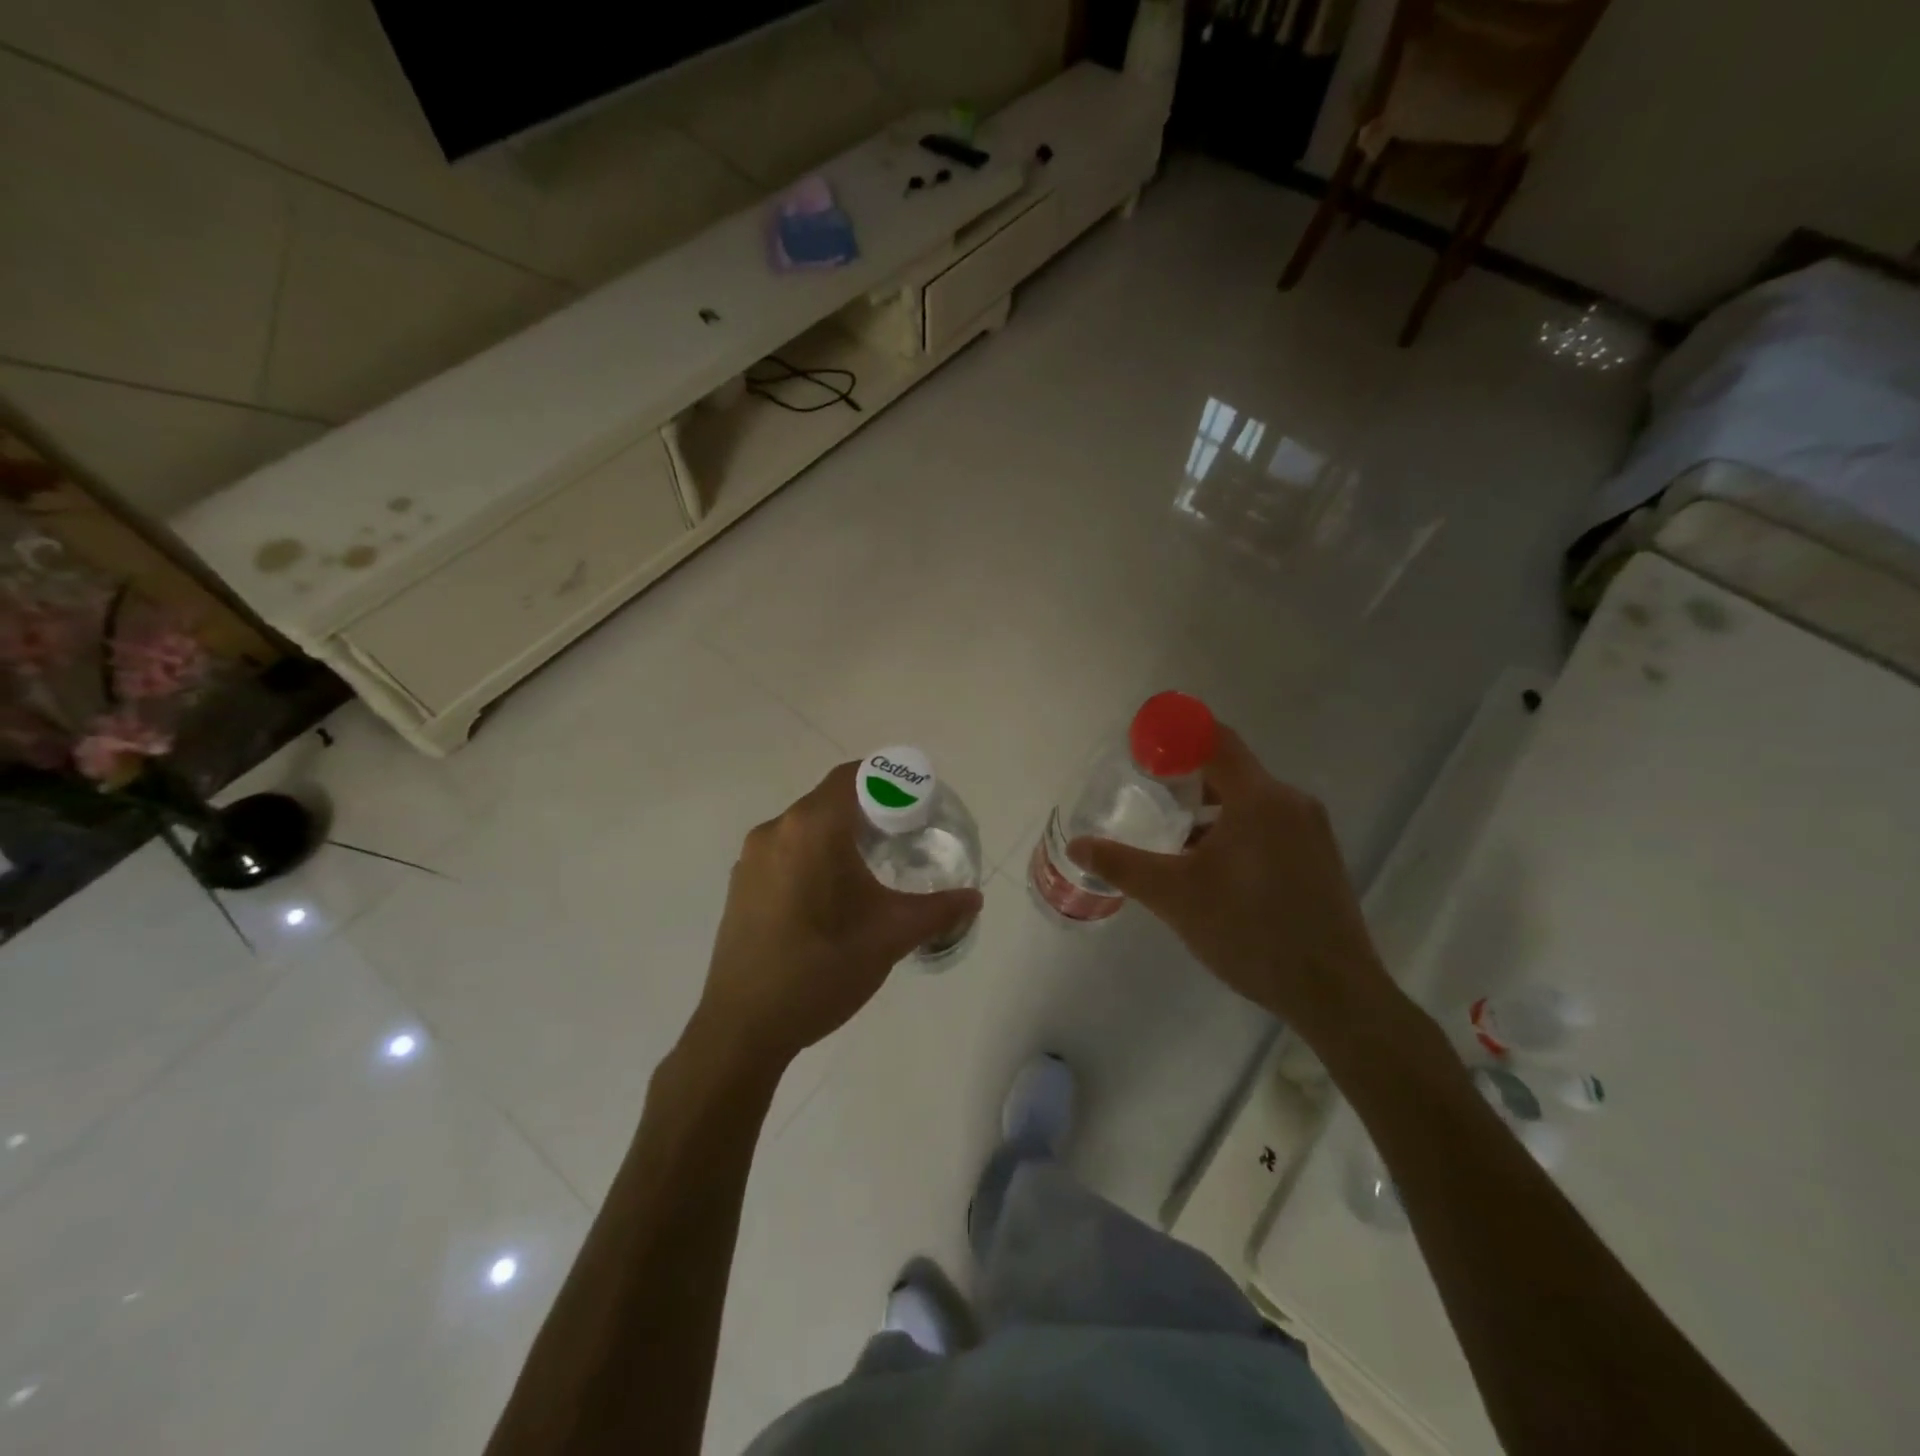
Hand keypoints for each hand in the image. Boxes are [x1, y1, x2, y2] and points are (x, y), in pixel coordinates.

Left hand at [691, 762, 980, 1068]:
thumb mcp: (891, 936)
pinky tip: (830, 896)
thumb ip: (938, 910)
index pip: (854, 776)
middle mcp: (777, 830)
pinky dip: (813, 856)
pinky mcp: (740, 885)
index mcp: (812, 828)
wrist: (744, 1027)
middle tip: (904, 837)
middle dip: (869, 810)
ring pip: (805, 827)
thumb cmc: (823, 969)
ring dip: (839, 835)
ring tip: (870, 868)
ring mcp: (751, 858)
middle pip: (830, 800)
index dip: (889, 781)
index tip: (917, 804)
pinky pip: (785, 851)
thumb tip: (974, 898)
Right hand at [1068, 725, 1393, 1043]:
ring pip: (1251, 801)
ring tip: (1174, 840)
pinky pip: (1270, 824)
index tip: (1141, 750)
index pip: (1215, 739)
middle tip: (1148, 799)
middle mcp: (1290, 802)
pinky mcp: (1320, 858)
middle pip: (1231, 769)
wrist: (1333, 993)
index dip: (1175, 736)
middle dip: (1186, 779)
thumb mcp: (1174, 896)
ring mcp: (1311, 830)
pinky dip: (1237, 830)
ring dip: (1211, 811)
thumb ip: (1122, 864)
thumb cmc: (1249, 931)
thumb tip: (1077, 845)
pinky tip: (1214, 869)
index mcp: (1259, 798)